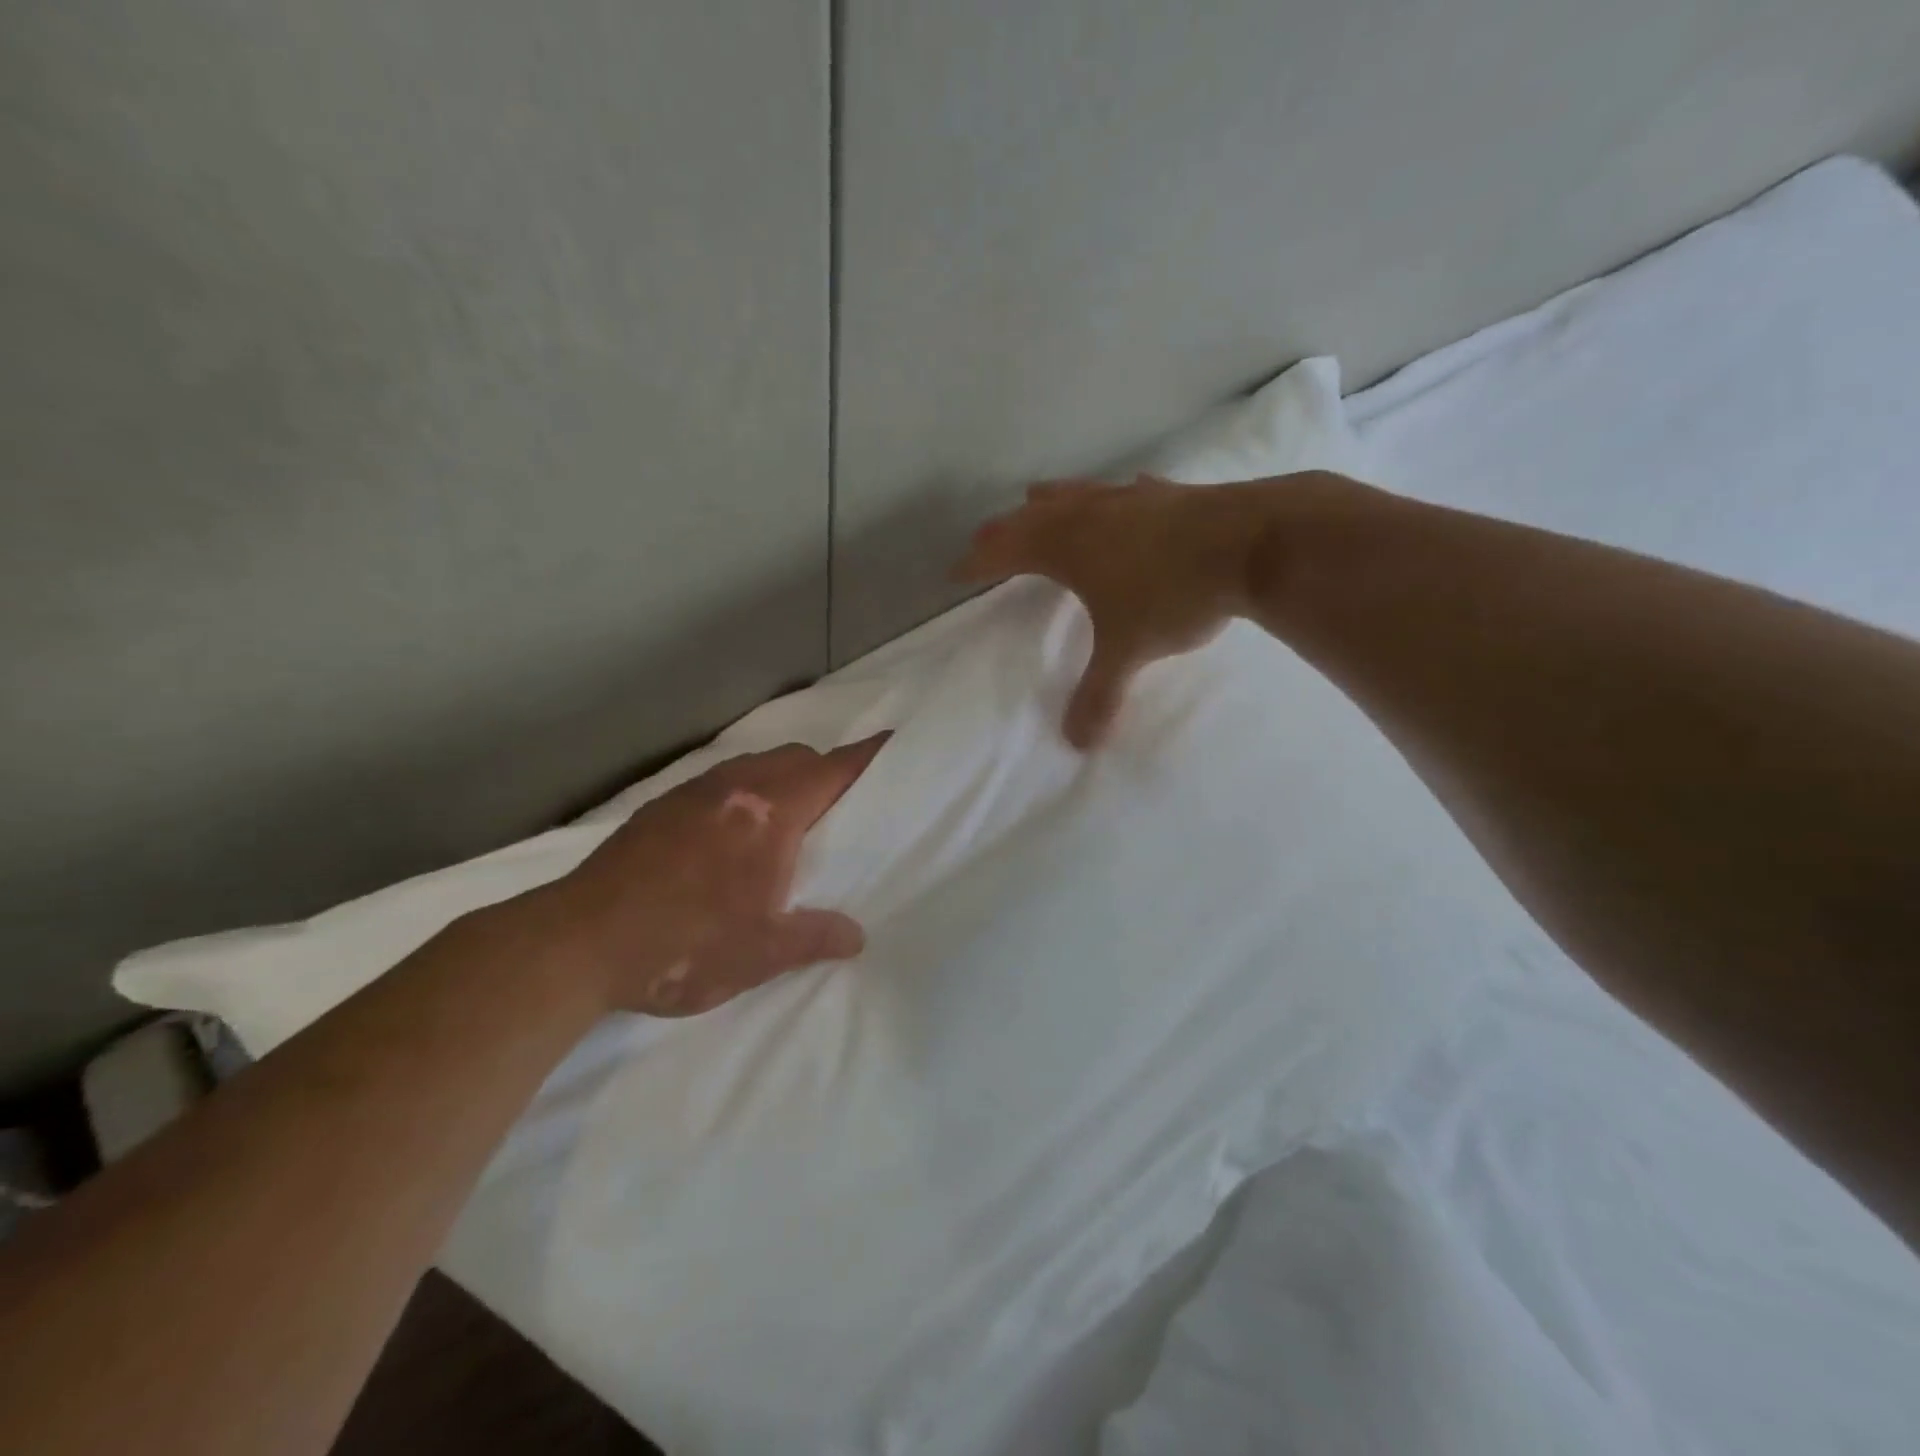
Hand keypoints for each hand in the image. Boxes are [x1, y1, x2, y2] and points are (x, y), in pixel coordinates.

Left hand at [530, 736, 888, 1016]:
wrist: (578, 943)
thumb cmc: (684, 944)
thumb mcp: (762, 952)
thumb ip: (816, 936)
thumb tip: (856, 936)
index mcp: (769, 814)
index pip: (831, 771)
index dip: (865, 757)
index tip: (891, 743)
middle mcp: (734, 789)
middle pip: (795, 758)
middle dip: (824, 771)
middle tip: (839, 808)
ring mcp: (692, 794)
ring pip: (753, 766)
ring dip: (780, 779)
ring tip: (787, 822)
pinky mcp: (660, 808)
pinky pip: (719, 782)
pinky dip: (742, 793)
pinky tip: (730, 835)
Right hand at [954, 476, 1292, 746]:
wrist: (1254, 544)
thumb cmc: (1173, 594)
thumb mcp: (1129, 650)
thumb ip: (1099, 695)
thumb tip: (1077, 743)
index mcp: (1066, 548)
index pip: (1006, 551)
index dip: (978, 562)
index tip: (956, 572)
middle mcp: (1091, 516)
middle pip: (1033, 517)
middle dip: (1005, 530)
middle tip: (987, 540)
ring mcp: (1131, 499)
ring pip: (1076, 494)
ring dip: (1050, 501)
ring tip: (1036, 500)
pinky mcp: (1170, 495)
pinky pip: (1125, 491)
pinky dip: (1110, 497)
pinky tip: (1124, 495)